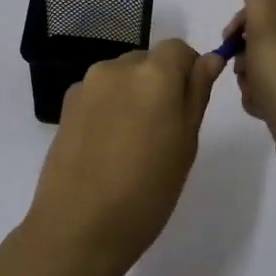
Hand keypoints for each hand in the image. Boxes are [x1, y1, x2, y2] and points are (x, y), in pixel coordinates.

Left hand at [25, 39, 224, 269]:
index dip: (188, 70)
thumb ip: (196, 94)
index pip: (178, 49)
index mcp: (153, 74)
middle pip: (148, 60)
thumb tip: (209, 59)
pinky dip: (109, 108)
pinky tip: (106, 147)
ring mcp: (86, 85)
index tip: (188, 106)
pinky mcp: (65, 105)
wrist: (79, 226)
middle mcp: (117, 68)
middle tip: (163, 130)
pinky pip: (99, 93)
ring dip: (133, 95)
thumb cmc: (147, 191)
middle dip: (159, 83)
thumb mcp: (186, 144)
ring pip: (121, 76)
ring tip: (132, 143)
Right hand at [226, 0, 275, 184]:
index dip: (249, 15)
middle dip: (248, 49)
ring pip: (271, 64)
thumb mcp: (269, 24)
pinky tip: (260, 109)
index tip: (233, 36)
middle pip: (272, 33)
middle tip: (242, 67)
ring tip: (252, 93)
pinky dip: (264, 97)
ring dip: (252, 76)